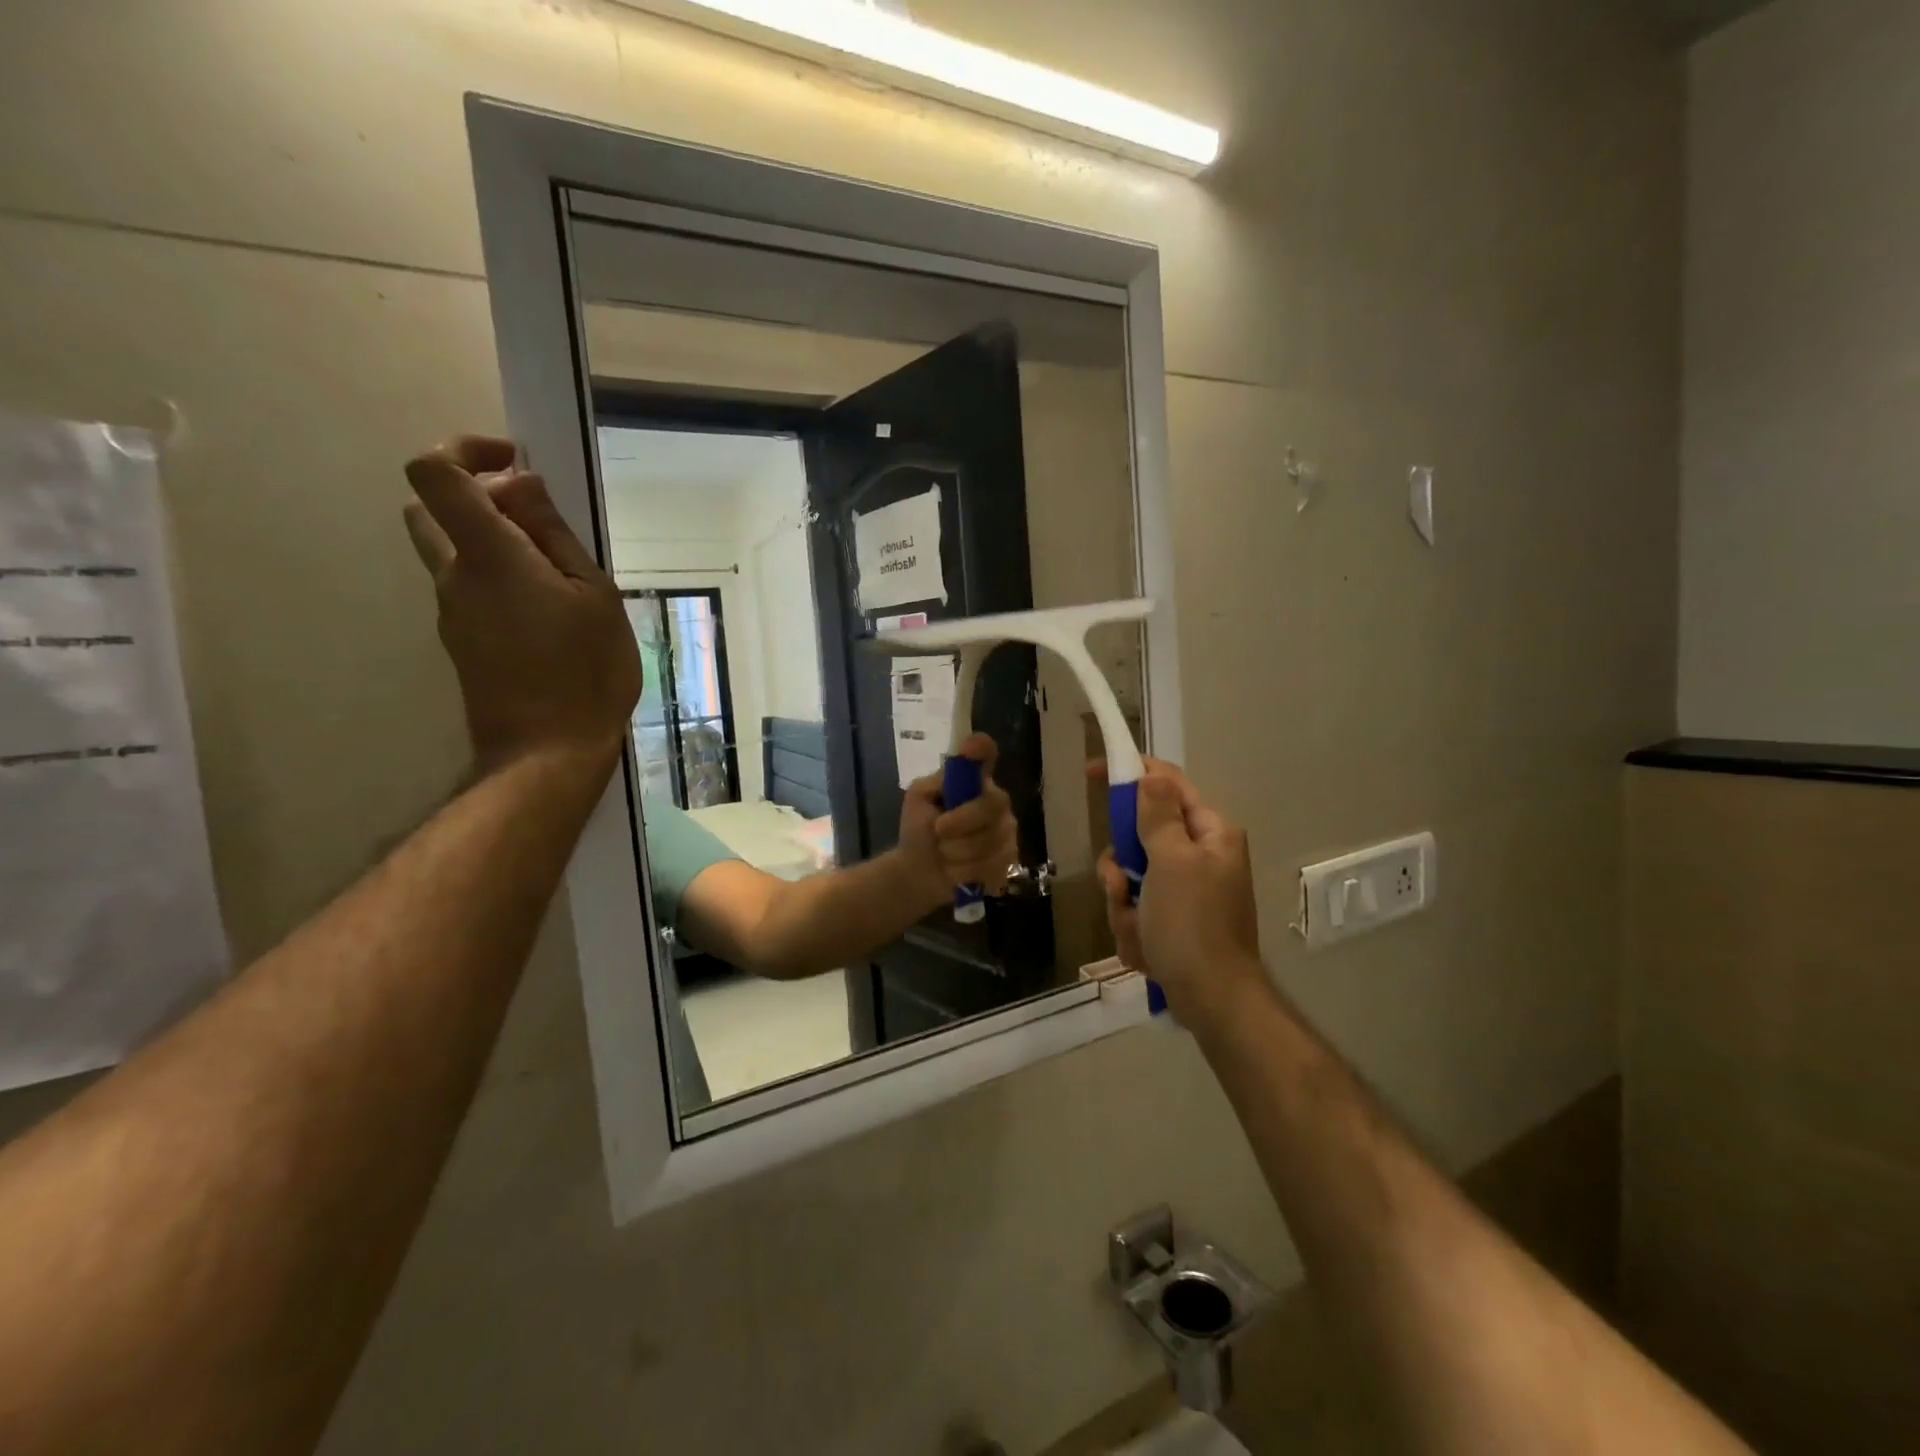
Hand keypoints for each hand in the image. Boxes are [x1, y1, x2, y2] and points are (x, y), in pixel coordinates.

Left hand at [403, 436, 641, 772]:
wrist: (547, 753)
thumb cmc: (585, 671)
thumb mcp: (593, 596)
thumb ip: (552, 535)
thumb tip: (521, 482)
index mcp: (487, 556)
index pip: (435, 474)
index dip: (464, 449)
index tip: (514, 461)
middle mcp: (454, 577)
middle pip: (431, 509)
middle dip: (476, 495)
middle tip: (536, 518)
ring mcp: (452, 612)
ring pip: (452, 552)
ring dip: (492, 541)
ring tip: (556, 572)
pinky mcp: (462, 641)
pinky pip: (470, 589)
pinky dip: (498, 578)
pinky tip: (550, 610)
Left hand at [898, 734, 1019, 907]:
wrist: (919, 872)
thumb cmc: (919, 830)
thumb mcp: (918, 802)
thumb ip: (935, 783)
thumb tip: (959, 765)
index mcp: (974, 780)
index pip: (985, 753)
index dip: (981, 750)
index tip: (971, 749)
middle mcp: (996, 801)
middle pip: (990, 805)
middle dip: (960, 823)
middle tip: (938, 831)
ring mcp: (1007, 831)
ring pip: (989, 841)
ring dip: (956, 853)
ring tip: (944, 855)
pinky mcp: (1010, 860)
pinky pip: (992, 866)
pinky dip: (966, 873)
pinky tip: (957, 872)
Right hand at [1093, 758, 1265, 1026]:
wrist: (1211, 1000)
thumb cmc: (1193, 924)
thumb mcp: (1172, 861)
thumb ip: (1158, 815)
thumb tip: (1151, 775)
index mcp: (1210, 833)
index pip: (1167, 784)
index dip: (1131, 773)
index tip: (1092, 771)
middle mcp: (1199, 856)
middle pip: (1139, 838)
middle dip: (1122, 867)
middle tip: (1122, 884)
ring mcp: (1185, 892)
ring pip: (1130, 878)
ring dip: (1124, 904)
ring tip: (1139, 928)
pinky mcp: (1173, 922)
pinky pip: (1135, 910)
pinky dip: (1133, 929)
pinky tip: (1146, 950)